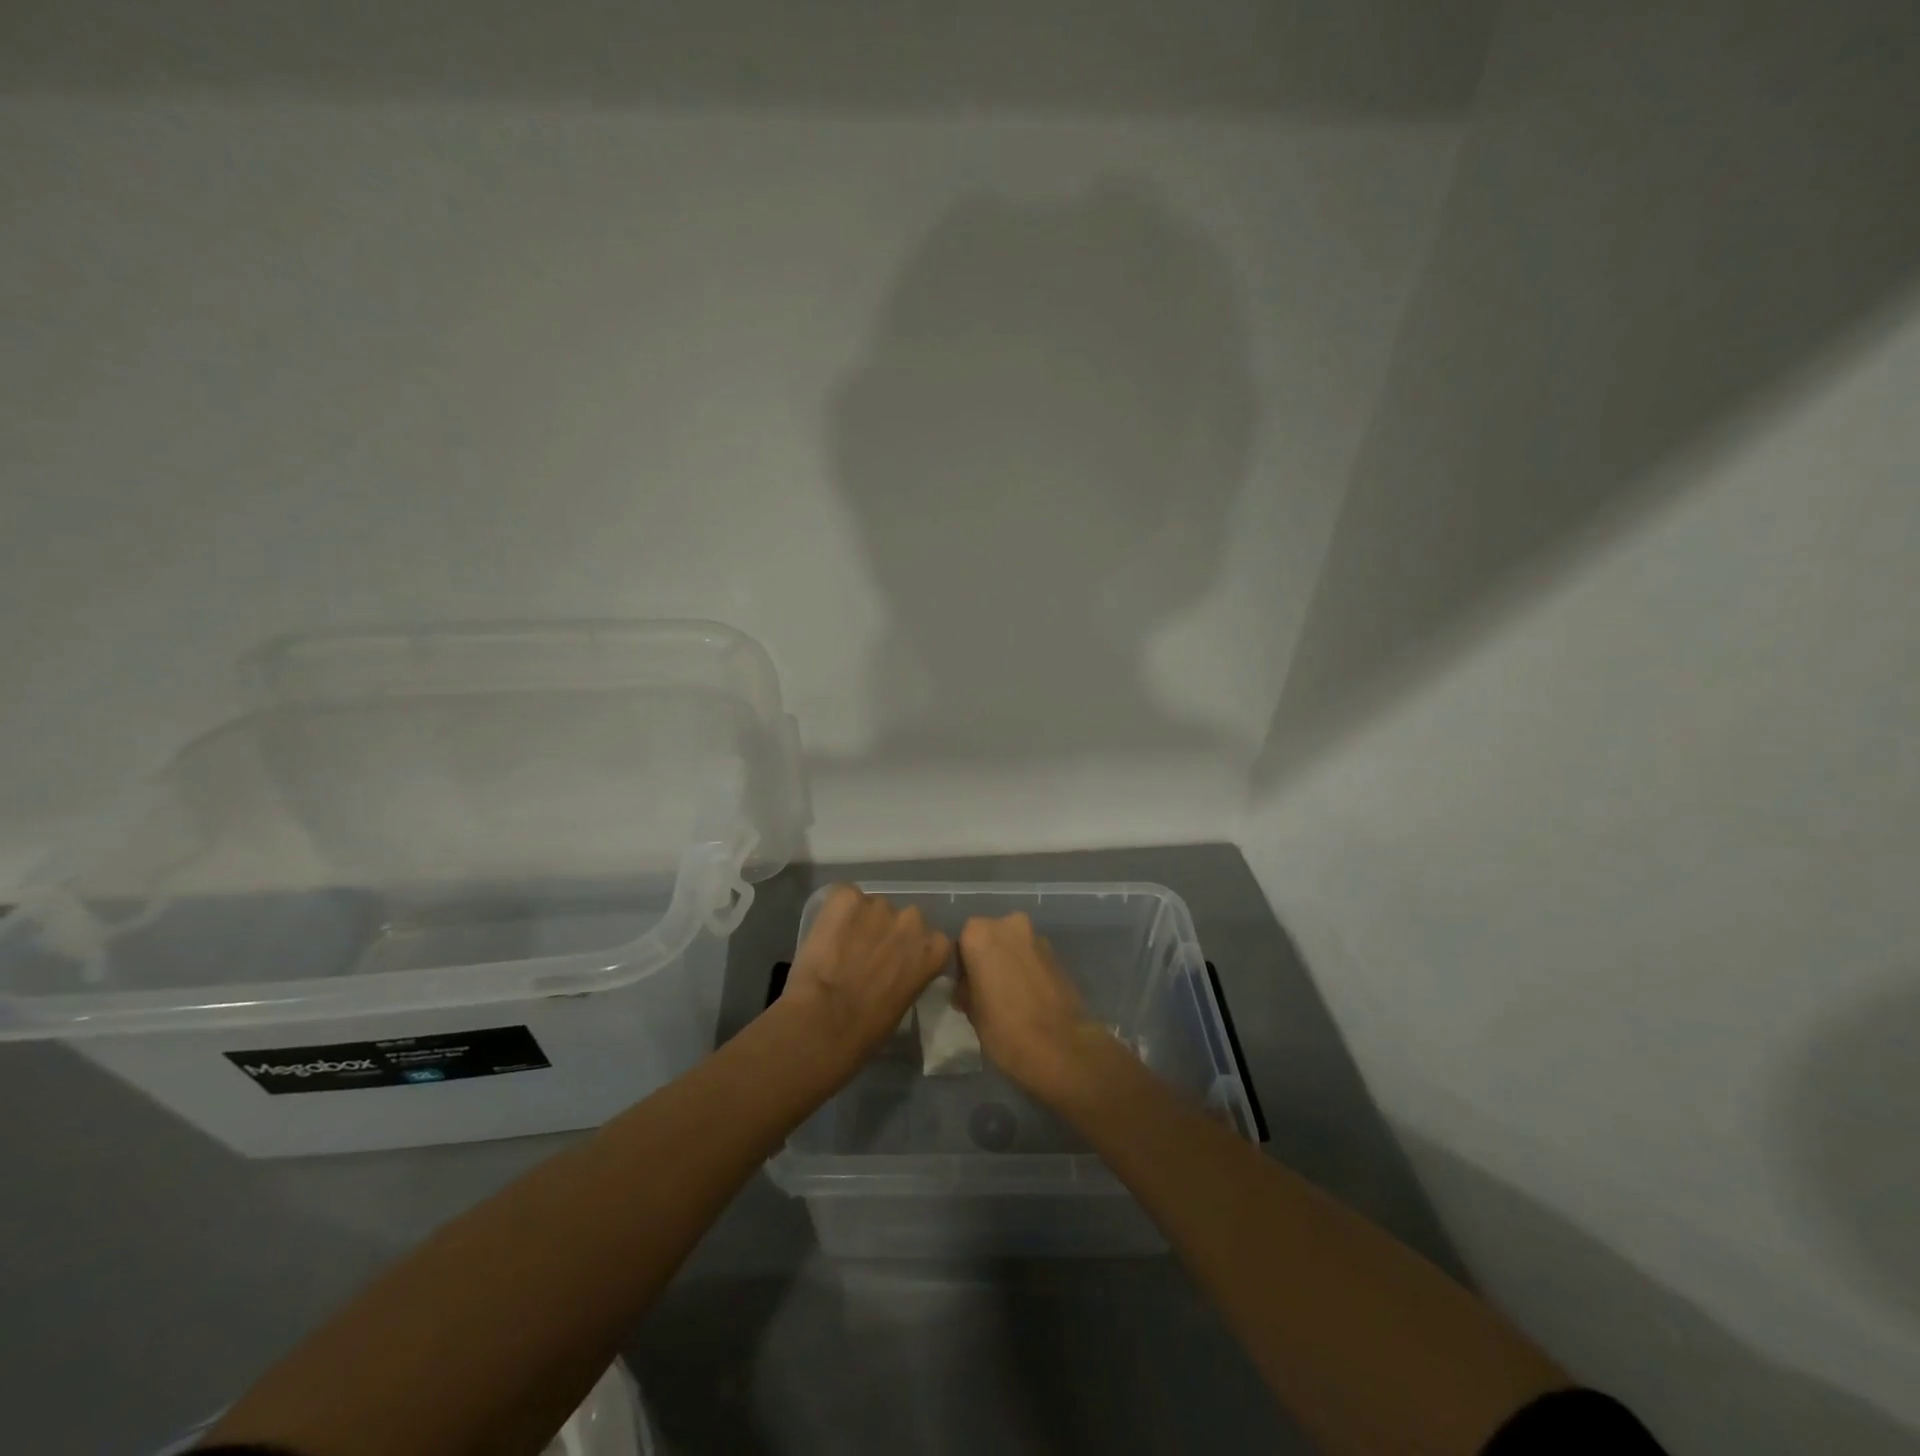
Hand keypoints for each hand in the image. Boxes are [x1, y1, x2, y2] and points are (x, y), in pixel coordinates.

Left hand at [779, 885, 950, 1069]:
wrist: (825, 1022)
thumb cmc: (868, 1029)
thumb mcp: (905, 1001)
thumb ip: (909, 973)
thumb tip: (895, 969)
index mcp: (935, 948)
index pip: (931, 939)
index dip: (910, 949)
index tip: (895, 964)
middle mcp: (913, 919)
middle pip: (903, 918)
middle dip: (887, 932)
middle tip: (866, 955)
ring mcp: (879, 904)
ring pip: (871, 907)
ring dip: (860, 922)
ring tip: (840, 947)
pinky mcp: (846, 897)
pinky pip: (843, 898)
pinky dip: (835, 913)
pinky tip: (825, 935)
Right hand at [955, 912, 1111, 1100]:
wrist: (1060, 1047)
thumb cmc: (1004, 1028)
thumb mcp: (971, 1011)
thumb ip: (966, 988)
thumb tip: (968, 987)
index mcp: (979, 934)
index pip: (961, 944)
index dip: (962, 968)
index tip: (966, 990)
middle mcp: (1008, 924)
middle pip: (989, 938)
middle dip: (987, 959)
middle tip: (986, 991)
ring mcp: (1036, 937)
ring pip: (1012, 946)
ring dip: (1008, 962)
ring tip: (1009, 996)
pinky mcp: (1057, 953)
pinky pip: (1032, 957)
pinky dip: (1027, 969)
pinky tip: (1028, 997)